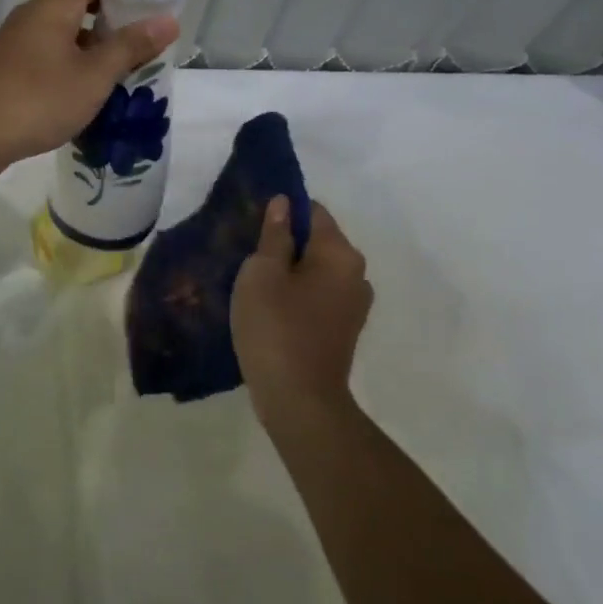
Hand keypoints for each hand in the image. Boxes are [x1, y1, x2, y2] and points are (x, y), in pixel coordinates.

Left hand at [0, 0, 178, 174]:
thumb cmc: (39, 99)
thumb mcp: (94, 75)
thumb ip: (131, 47)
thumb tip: (169, 19)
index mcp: (53, 6)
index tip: (154, 9)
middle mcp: (32, 16)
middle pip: (80, 9)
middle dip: (113, 27)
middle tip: (147, 47)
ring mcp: (16, 44)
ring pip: (64, 38)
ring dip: (92, 53)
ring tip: (125, 74)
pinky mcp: (8, 70)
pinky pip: (48, 59)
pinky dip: (70, 69)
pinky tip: (87, 94)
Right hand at [232, 197, 373, 427]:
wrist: (299, 400)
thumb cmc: (276, 327)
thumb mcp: (262, 273)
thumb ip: (273, 235)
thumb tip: (283, 203)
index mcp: (340, 253)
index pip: (312, 211)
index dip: (282, 212)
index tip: (252, 225)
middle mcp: (356, 273)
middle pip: (317, 241)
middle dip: (285, 242)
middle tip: (246, 254)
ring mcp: (354, 304)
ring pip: (316, 270)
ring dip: (289, 271)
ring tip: (254, 283)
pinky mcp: (344, 329)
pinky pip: (318, 295)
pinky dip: (297, 294)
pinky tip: (270, 307)